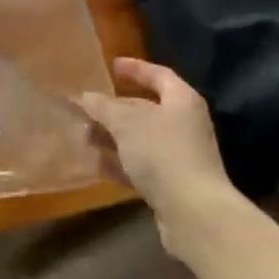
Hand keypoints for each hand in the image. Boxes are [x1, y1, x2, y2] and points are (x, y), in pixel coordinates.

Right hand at [75, 58, 239, 258]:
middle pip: (147, 108)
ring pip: (140, 139)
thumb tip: (85, 97)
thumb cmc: (162, 152)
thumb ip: (103, 107)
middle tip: (88, 107)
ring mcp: (179, 156)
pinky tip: (96, 164)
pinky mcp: (172, 184)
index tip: (112, 65)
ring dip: (113, 137)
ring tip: (84, 136)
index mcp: (181, 101)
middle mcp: (184, 124)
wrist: (194, 213)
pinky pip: (141, 166)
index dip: (135, 68)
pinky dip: (120, 163)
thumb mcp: (126, 122)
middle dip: (115, 109)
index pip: (158, 75)